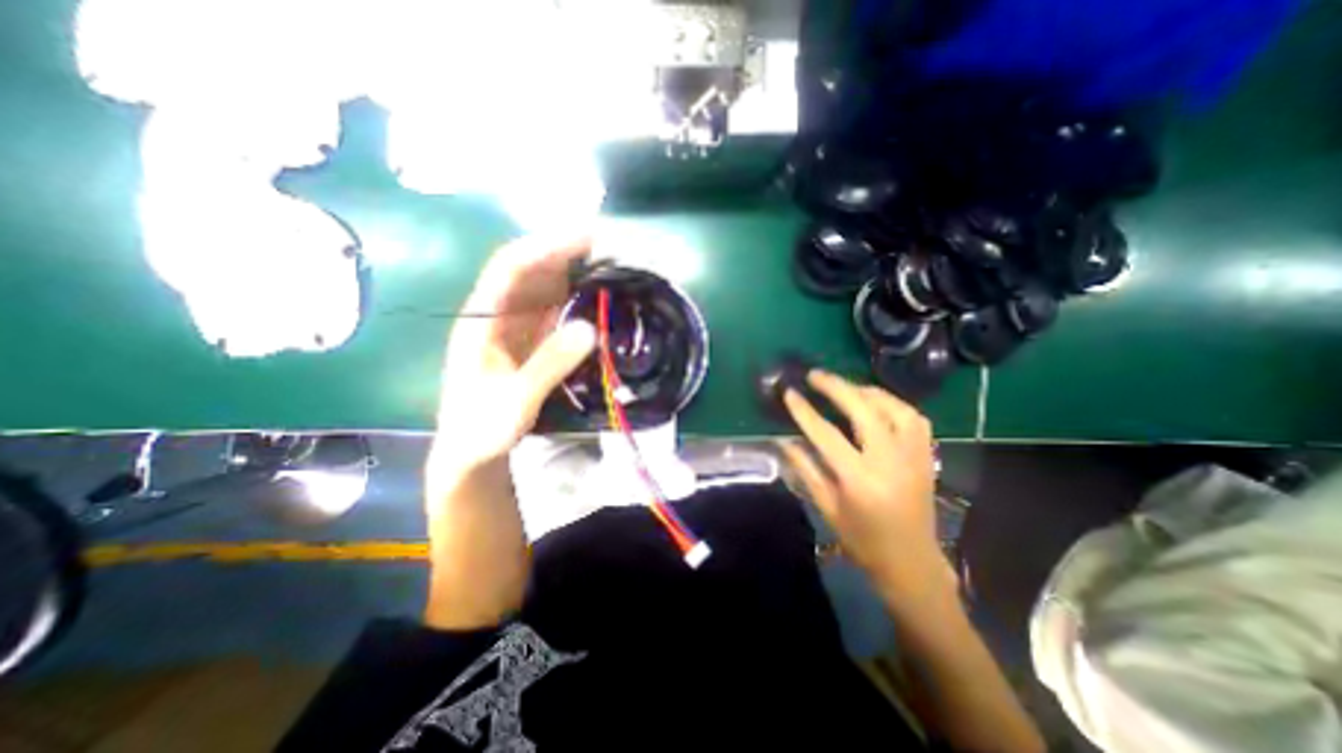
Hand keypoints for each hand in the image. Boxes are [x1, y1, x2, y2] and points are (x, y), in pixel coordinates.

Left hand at [434, 235, 597, 471]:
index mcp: (481, 320)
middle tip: (608, 246)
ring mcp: (515, 326)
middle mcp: (497, 314)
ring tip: (608, 264)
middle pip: (530, 270)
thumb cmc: (482, 427)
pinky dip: (575, 300)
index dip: (546, 247)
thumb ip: (549, 364)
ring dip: (573, 273)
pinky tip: (597, 297)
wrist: (471, 451)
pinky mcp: (530, 339)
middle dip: (565, 252)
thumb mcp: (515, 400)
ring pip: (544, 288)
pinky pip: (554, 310)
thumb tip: (590, 329)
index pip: (510, 267)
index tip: (584, 237)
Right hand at [777, 373, 954, 603]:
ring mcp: (914, 457)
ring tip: (845, 387)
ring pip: (894, 408)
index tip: (789, 393)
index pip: (827, 434)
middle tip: (815, 375)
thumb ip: (805, 469)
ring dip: (866, 391)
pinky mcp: (926, 457)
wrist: (912, 562)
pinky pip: (914, 418)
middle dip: (836, 387)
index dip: (805, 411)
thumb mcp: (826, 507)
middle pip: (864, 410)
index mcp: (860, 480)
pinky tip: (877, 403)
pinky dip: (893, 403)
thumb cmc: (862, 540)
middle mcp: (890, 461)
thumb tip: (782, 440)